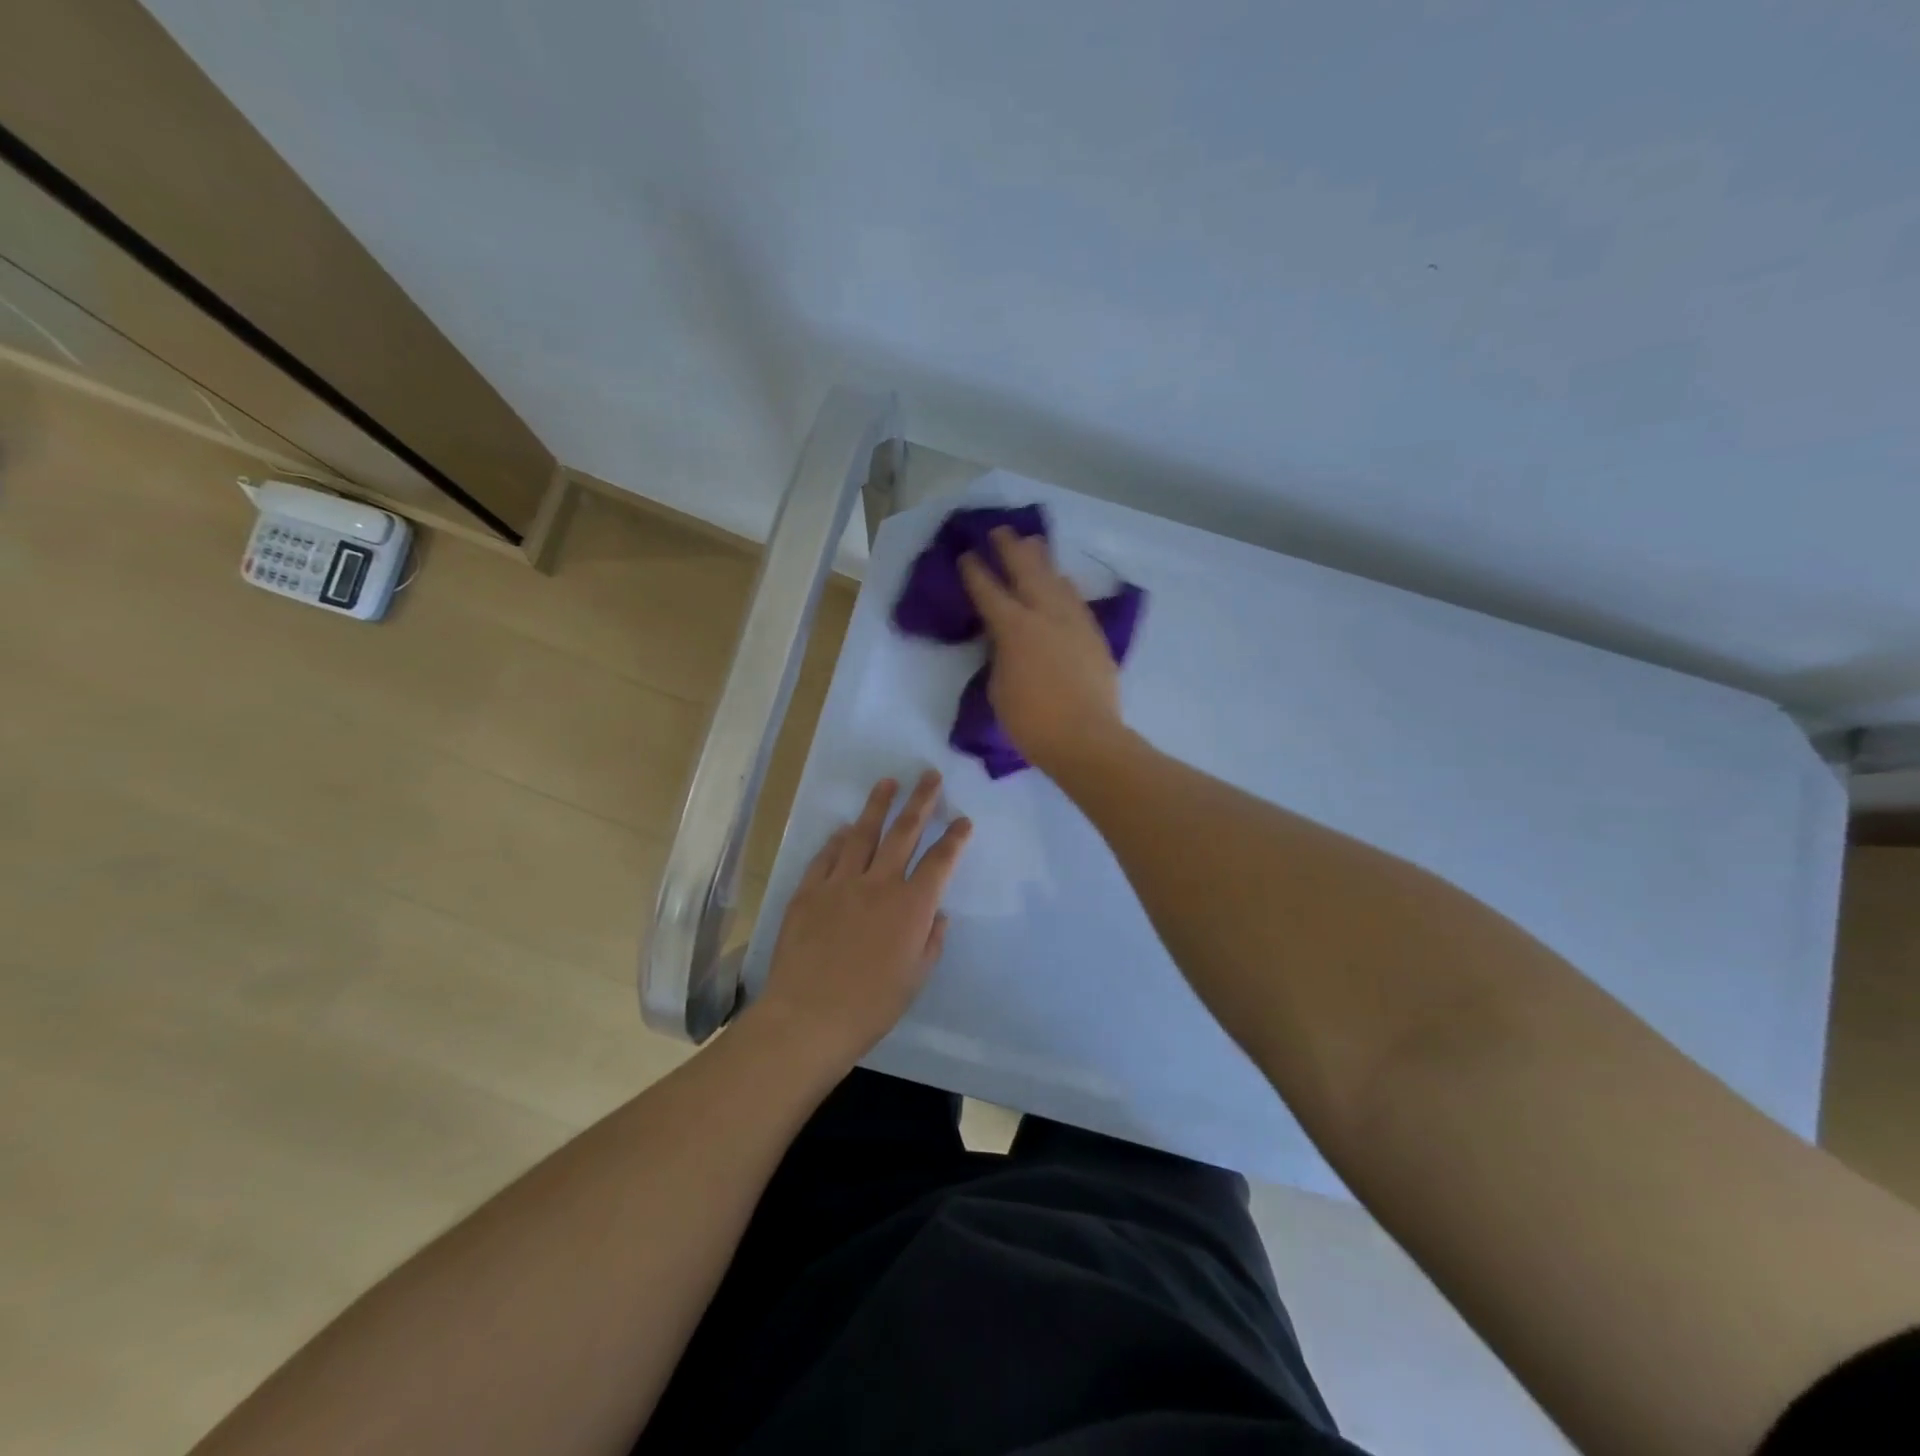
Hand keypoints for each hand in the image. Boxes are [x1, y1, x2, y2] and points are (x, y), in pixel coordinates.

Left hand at [755, 772, 970, 1069]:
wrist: (808, 1016)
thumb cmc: (871, 1005)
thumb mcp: (915, 978)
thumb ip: (931, 941)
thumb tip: (938, 914)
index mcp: (911, 906)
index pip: (940, 861)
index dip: (954, 838)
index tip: (962, 820)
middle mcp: (879, 884)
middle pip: (903, 832)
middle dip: (920, 801)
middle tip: (929, 776)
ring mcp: (840, 883)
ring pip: (862, 834)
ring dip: (877, 806)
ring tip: (887, 783)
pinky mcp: (808, 891)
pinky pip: (826, 856)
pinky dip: (837, 840)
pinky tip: (842, 829)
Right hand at [959, 527, 1124, 775]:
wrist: (1086, 738)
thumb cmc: (1031, 721)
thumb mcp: (999, 687)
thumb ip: (1001, 655)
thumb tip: (1006, 641)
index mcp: (1014, 628)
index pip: (989, 592)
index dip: (975, 572)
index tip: (966, 555)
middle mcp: (1045, 614)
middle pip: (1027, 571)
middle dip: (1011, 549)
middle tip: (1002, 531)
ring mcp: (1074, 623)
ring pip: (1056, 580)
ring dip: (1042, 561)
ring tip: (1034, 545)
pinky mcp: (1094, 636)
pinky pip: (1076, 601)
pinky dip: (1064, 587)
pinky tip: (1062, 582)